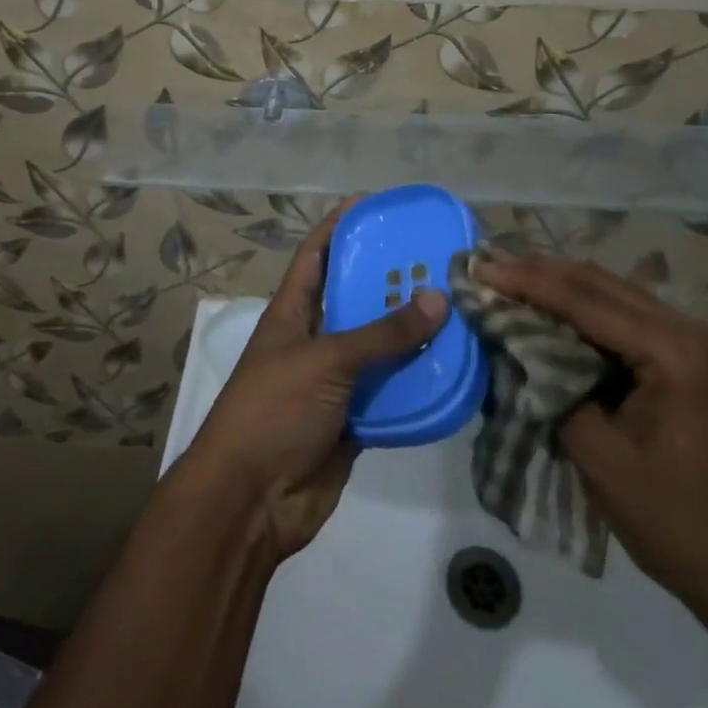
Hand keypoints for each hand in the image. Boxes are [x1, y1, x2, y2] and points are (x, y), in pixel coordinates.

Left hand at [182, 201, 450, 559]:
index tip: (376, 205)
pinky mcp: (352, 419)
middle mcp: (314, 338)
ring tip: (458, 308)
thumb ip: (382, 333)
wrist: (250, 502)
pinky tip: (452, 369)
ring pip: (377, 347)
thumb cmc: (274, 410)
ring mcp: (333, 381)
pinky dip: (415, 383)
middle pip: (355, 298)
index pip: (316, 254)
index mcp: (293, 311)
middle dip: (389, 280)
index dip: (340, 226)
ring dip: (410, 334)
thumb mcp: (326, 360)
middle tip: (436, 260)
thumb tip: (439, 297)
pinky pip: (389, 392)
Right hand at [474, 255, 707, 622]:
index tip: (479, 269)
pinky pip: (630, 320)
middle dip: (540, 272)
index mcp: (678, 351)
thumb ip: (553, 386)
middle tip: (487, 266)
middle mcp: (695, 331)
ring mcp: (701, 344)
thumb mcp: (601, 459)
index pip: (585, 298)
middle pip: (601, 283)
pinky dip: (586, 312)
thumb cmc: (680, 526)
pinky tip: (554, 312)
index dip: (526, 281)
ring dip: (561, 287)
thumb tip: (514, 342)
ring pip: (615, 295)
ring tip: (509, 280)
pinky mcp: (697, 362)